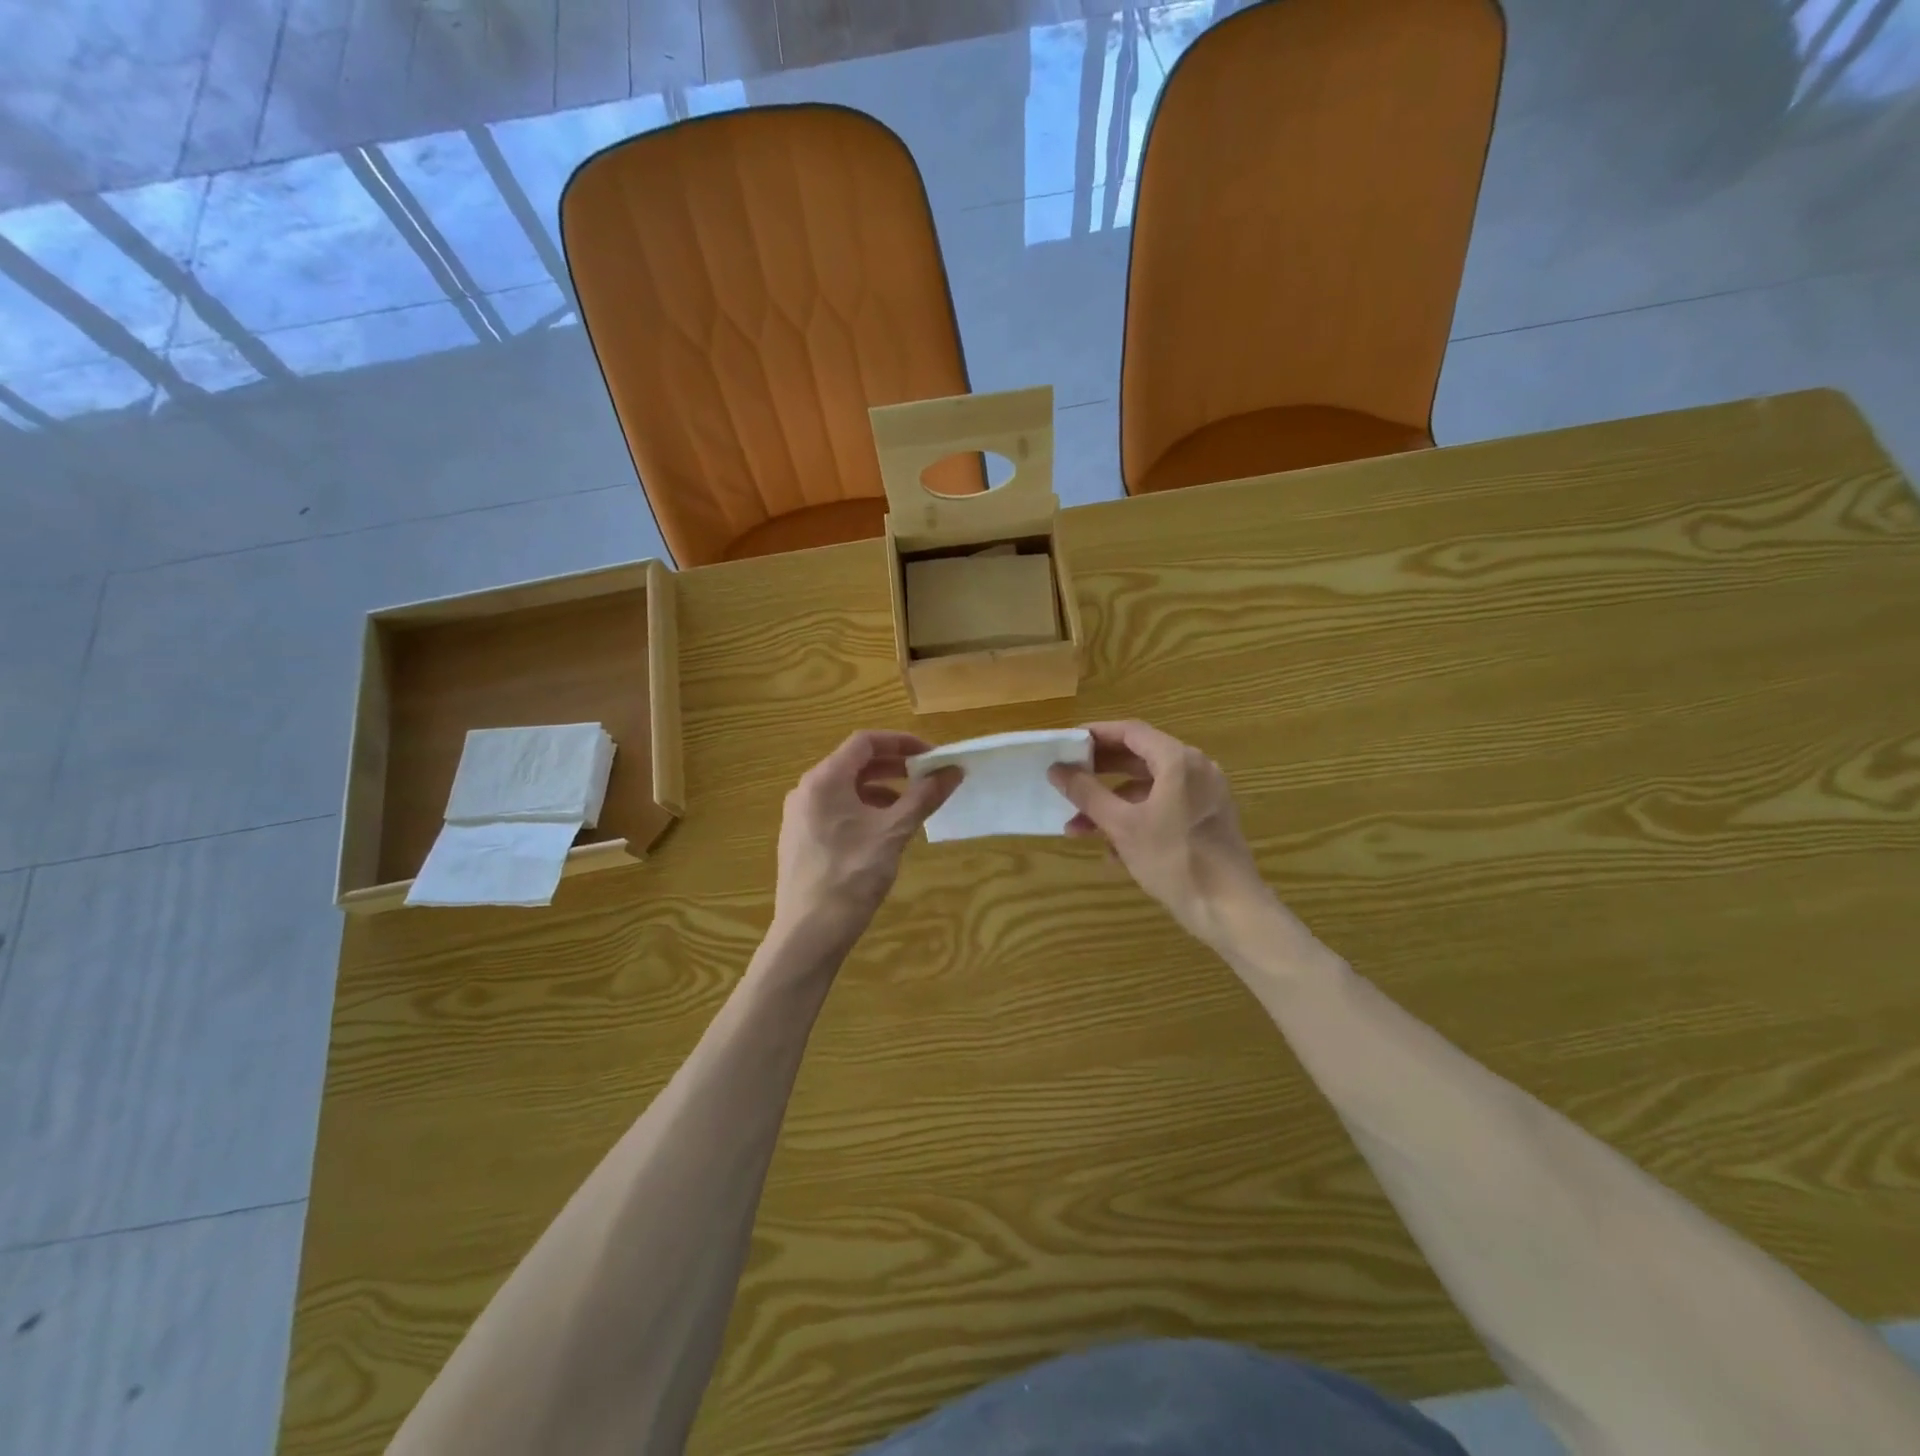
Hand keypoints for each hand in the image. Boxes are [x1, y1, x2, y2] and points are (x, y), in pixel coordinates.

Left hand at [772, 731, 960, 952]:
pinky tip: (884, 830)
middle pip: (854, 762)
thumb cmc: (852, 875)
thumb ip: (924, 796)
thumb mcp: (894, 832)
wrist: (809, 933)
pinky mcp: (801, 838)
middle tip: (927, 776)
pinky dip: (863, 808)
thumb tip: (953, 771)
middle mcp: (807, 789)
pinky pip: (835, 809)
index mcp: (825, 779)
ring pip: (845, 787)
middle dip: (894, 766)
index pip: (865, 741)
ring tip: (910, 804)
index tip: (931, 756)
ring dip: (880, 788)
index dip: (902, 742)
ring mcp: (799, 815)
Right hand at [1049, 721, 1273, 948]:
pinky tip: (1111, 850)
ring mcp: (1204, 795)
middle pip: (1139, 757)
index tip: (1066, 744)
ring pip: (1148, 788)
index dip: (1095, 734)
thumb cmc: (1174, 860)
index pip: (1130, 732)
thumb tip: (1057, 769)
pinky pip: (1164, 807)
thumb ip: (1087, 793)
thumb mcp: (1122, 826)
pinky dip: (1136, 818)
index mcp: (1178, 761)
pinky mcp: (1206, 820)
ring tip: (1078, 828)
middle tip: (1066, 780)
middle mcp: (1196, 769)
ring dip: (1112, 804)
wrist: (1231, 910)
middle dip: (1099, 773)